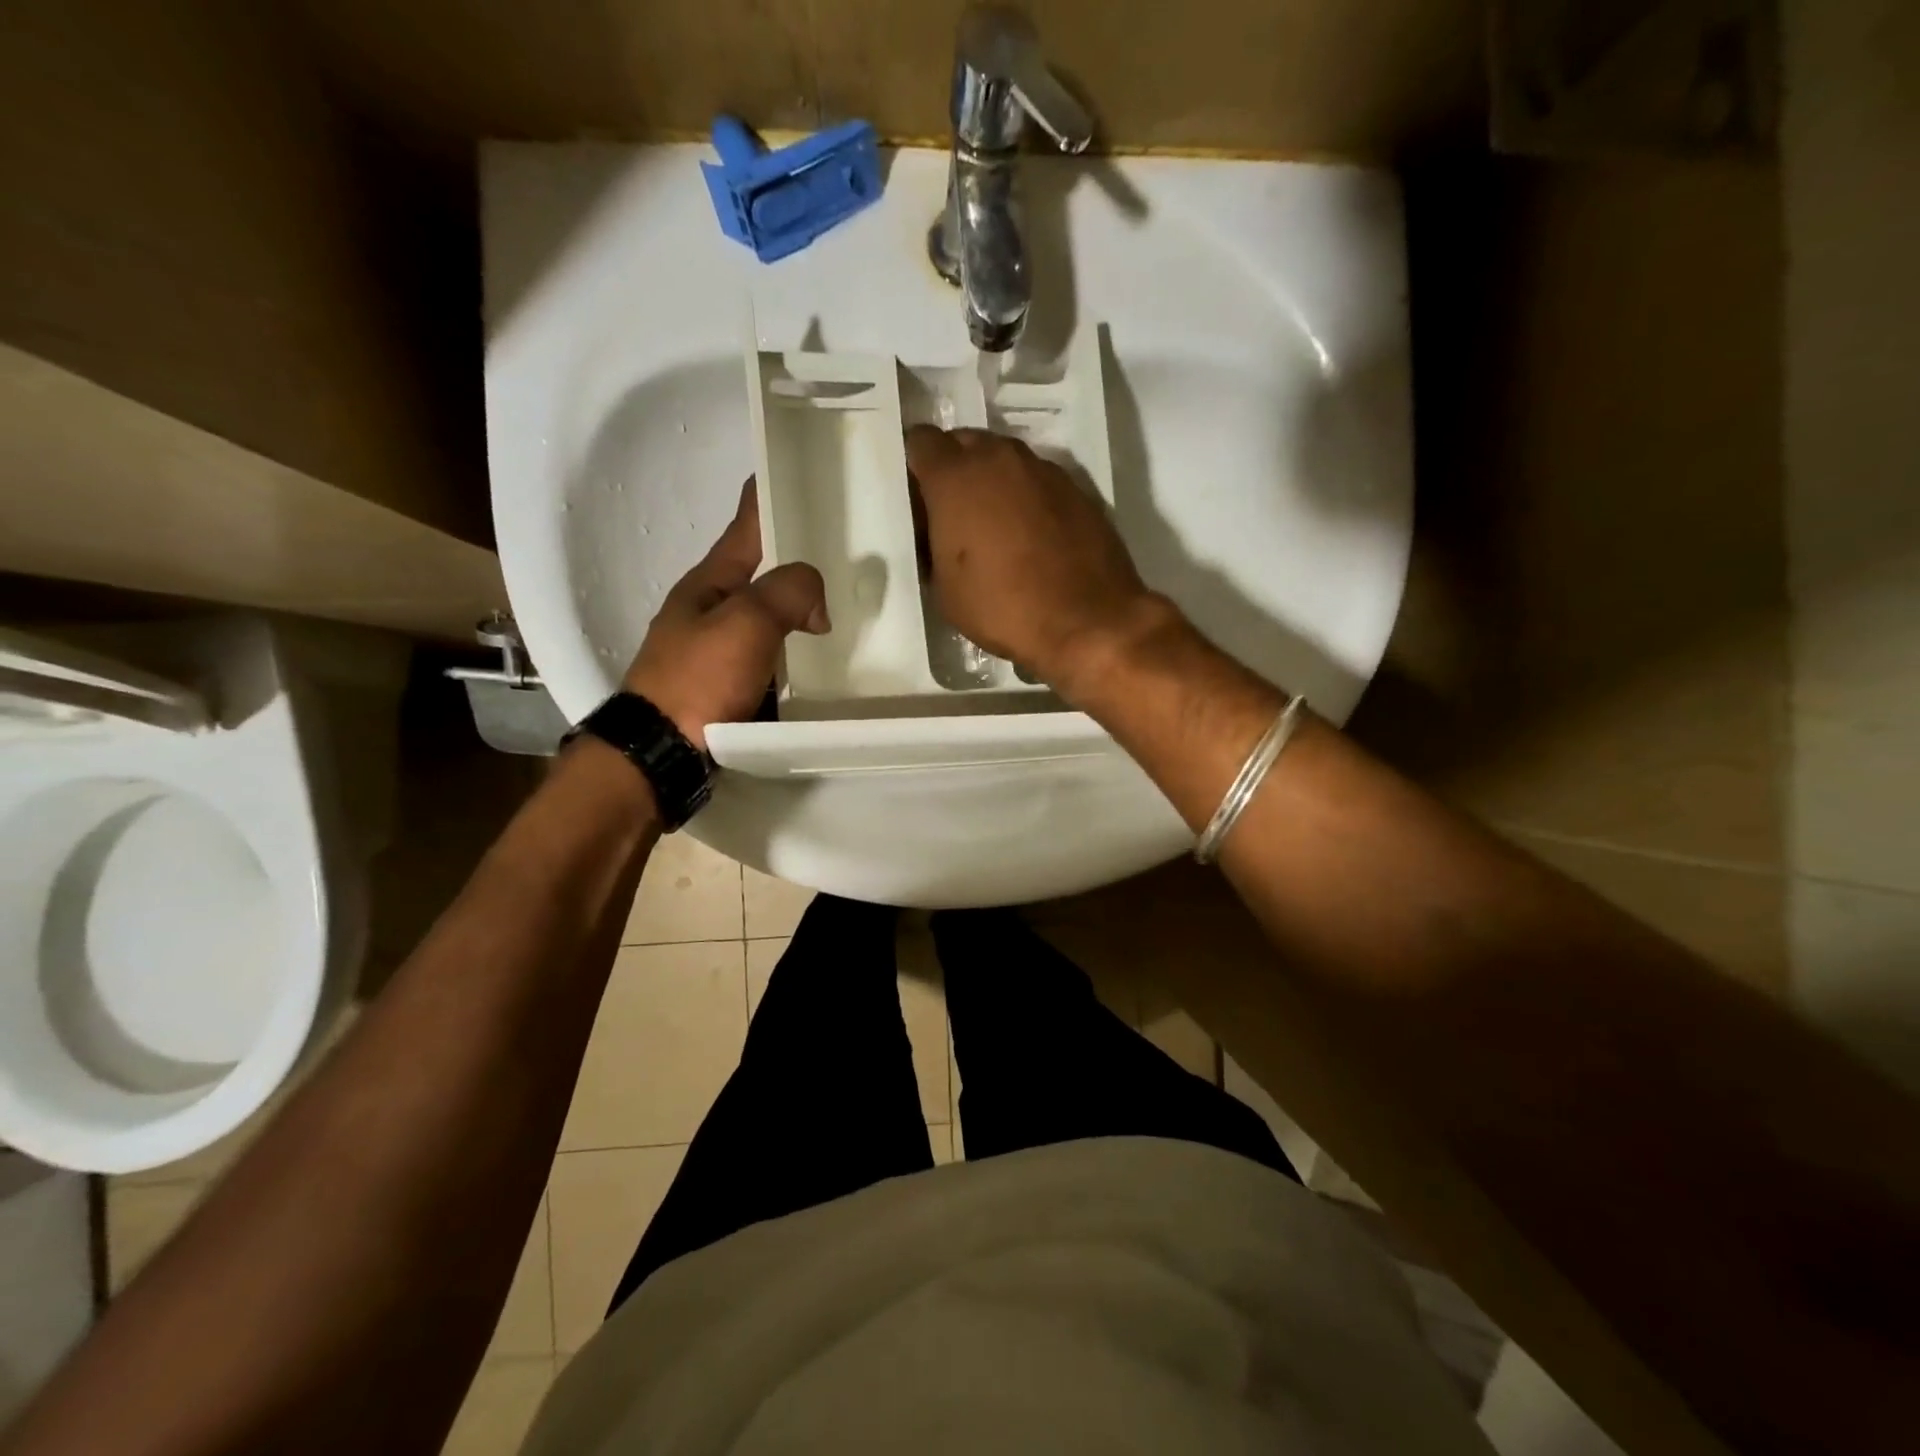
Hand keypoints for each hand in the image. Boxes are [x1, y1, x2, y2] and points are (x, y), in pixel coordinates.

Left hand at [623, 481, 827, 749]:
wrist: (662, 754)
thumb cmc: (698, 679)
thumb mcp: (745, 623)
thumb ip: (786, 593)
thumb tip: (816, 597)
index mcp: (709, 581)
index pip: (745, 524)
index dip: (770, 496)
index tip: (801, 472)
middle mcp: (712, 609)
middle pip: (763, 571)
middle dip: (800, 558)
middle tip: (849, 550)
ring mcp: (719, 649)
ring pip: (771, 616)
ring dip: (803, 609)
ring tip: (850, 604)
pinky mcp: (730, 685)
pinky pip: (773, 656)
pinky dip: (798, 651)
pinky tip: (826, 658)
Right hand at [905, 425, 1162, 693]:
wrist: (1086, 621)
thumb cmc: (1002, 608)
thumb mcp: (944, 589)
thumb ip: (932, 545)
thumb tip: (937, 533)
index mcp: (955, 477)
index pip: (921, 442)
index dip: (915, 468)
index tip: (919, 499)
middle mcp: (999, 459)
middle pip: (965, 442)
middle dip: (954, 468)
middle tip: (953, 511)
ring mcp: (1043, 469)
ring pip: (1005, 458)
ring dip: (993, 480)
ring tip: (994, 525)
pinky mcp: (1077, 488)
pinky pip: (1038, 480)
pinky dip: (1027, 497)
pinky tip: (1031, 535)